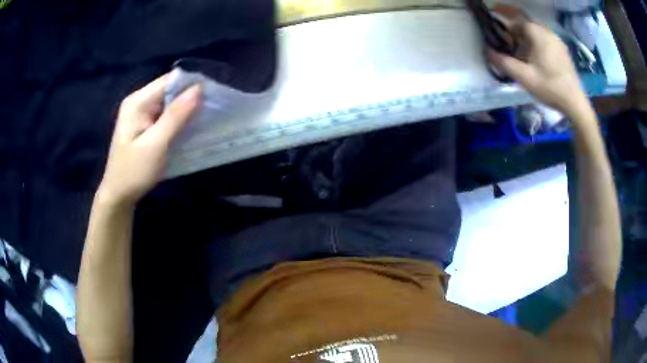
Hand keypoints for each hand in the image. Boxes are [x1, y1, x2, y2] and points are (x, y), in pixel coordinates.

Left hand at [97, 75, 200, 205]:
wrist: (118, 196)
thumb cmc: (134, 172)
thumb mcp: (156, 145)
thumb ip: (176, 116)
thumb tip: (199, 88)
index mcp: (138, 102)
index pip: (170, 80)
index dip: (191, 85)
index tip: (212, 96)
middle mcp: (138, 101)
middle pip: (170, 89)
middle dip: (190, 97)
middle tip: (211, 110)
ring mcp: (140, 113)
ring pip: (169, 102)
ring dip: (185, 109)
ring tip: (203, 118)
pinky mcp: (143, 124)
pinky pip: (165, 114)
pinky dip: (177, 119)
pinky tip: (187, 127)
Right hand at [487, 18, 587, 116]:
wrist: (575, 103)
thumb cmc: (551, 88)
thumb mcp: (525, 77)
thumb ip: (505, 63)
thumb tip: (488, 52)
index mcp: (538, 34)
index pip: (517, 17)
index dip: (503, 17)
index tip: (494, 17)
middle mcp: (548, 32)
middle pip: (526, 23)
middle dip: (514, 28)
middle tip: (507, 41)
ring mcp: (557, 41)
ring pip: (536, 32)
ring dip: (526, 37)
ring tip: (521, 51)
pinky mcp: (562, 51)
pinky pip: (545, 39)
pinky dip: (536, 42)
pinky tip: (535, 57)